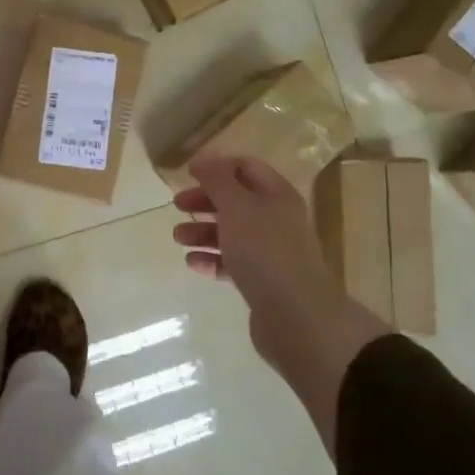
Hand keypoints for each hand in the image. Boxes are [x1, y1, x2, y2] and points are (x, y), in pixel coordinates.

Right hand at [173, 156, 389, 451]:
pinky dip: (213, 259)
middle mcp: (277, 219)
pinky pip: (234, 263)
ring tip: (178, 238)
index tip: (187, 174)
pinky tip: (193, 264)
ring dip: (203, 231)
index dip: (216, 167)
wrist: (296, 316)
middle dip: (205, 201)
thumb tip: (203, 158)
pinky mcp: (264, 281)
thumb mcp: (236, 206)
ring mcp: (272, 252)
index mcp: (276, 194)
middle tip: (177, 206)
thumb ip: (217, 179)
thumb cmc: (264, 251)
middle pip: (236, 200)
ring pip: (232, 232)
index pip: (246, 167)